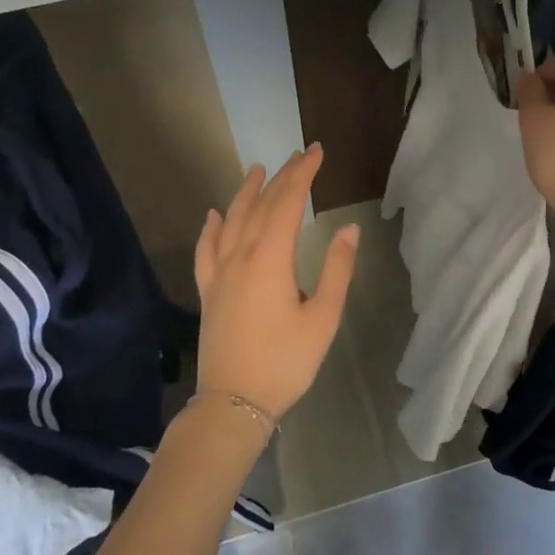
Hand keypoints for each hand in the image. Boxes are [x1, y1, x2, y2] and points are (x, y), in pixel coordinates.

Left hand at [193, 146, 357, 422]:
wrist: (233, 403)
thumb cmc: (285, 362)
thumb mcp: (323, 318)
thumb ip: (336, 270)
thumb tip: (348, 229)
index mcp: (270, 259)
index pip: (287, 203)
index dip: (302, 175)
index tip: (316, 152)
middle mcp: (240, 256)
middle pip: (260, 206)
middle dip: (281, 177)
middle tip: (298, 156)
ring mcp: (219, 273)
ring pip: (231, 221)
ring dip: (245, 193)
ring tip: (257, 169)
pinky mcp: (208, 291)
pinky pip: (207, 249)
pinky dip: (211, 227)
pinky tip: (214, 215)